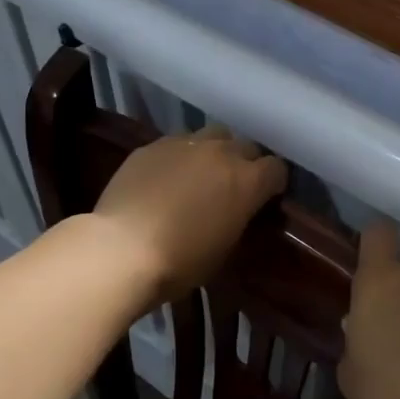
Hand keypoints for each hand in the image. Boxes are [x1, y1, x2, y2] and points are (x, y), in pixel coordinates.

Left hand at [92, 126, 287, 303]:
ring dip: (213, 153)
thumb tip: (236, 211)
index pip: (276, 169)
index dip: (273, 183)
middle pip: (245, 146)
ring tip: (199, 175)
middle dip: (244, 163)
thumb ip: (238, 219)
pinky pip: (176, 144)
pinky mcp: (152, 146)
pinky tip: (165, 179)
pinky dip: (179, 158)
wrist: (123, 249)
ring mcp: (184, 144)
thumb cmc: (181, 262)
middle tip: (232, 187)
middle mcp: (221, 153)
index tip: (265, 198)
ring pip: (211, 136)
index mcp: (248, 181)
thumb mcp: (224, 249)